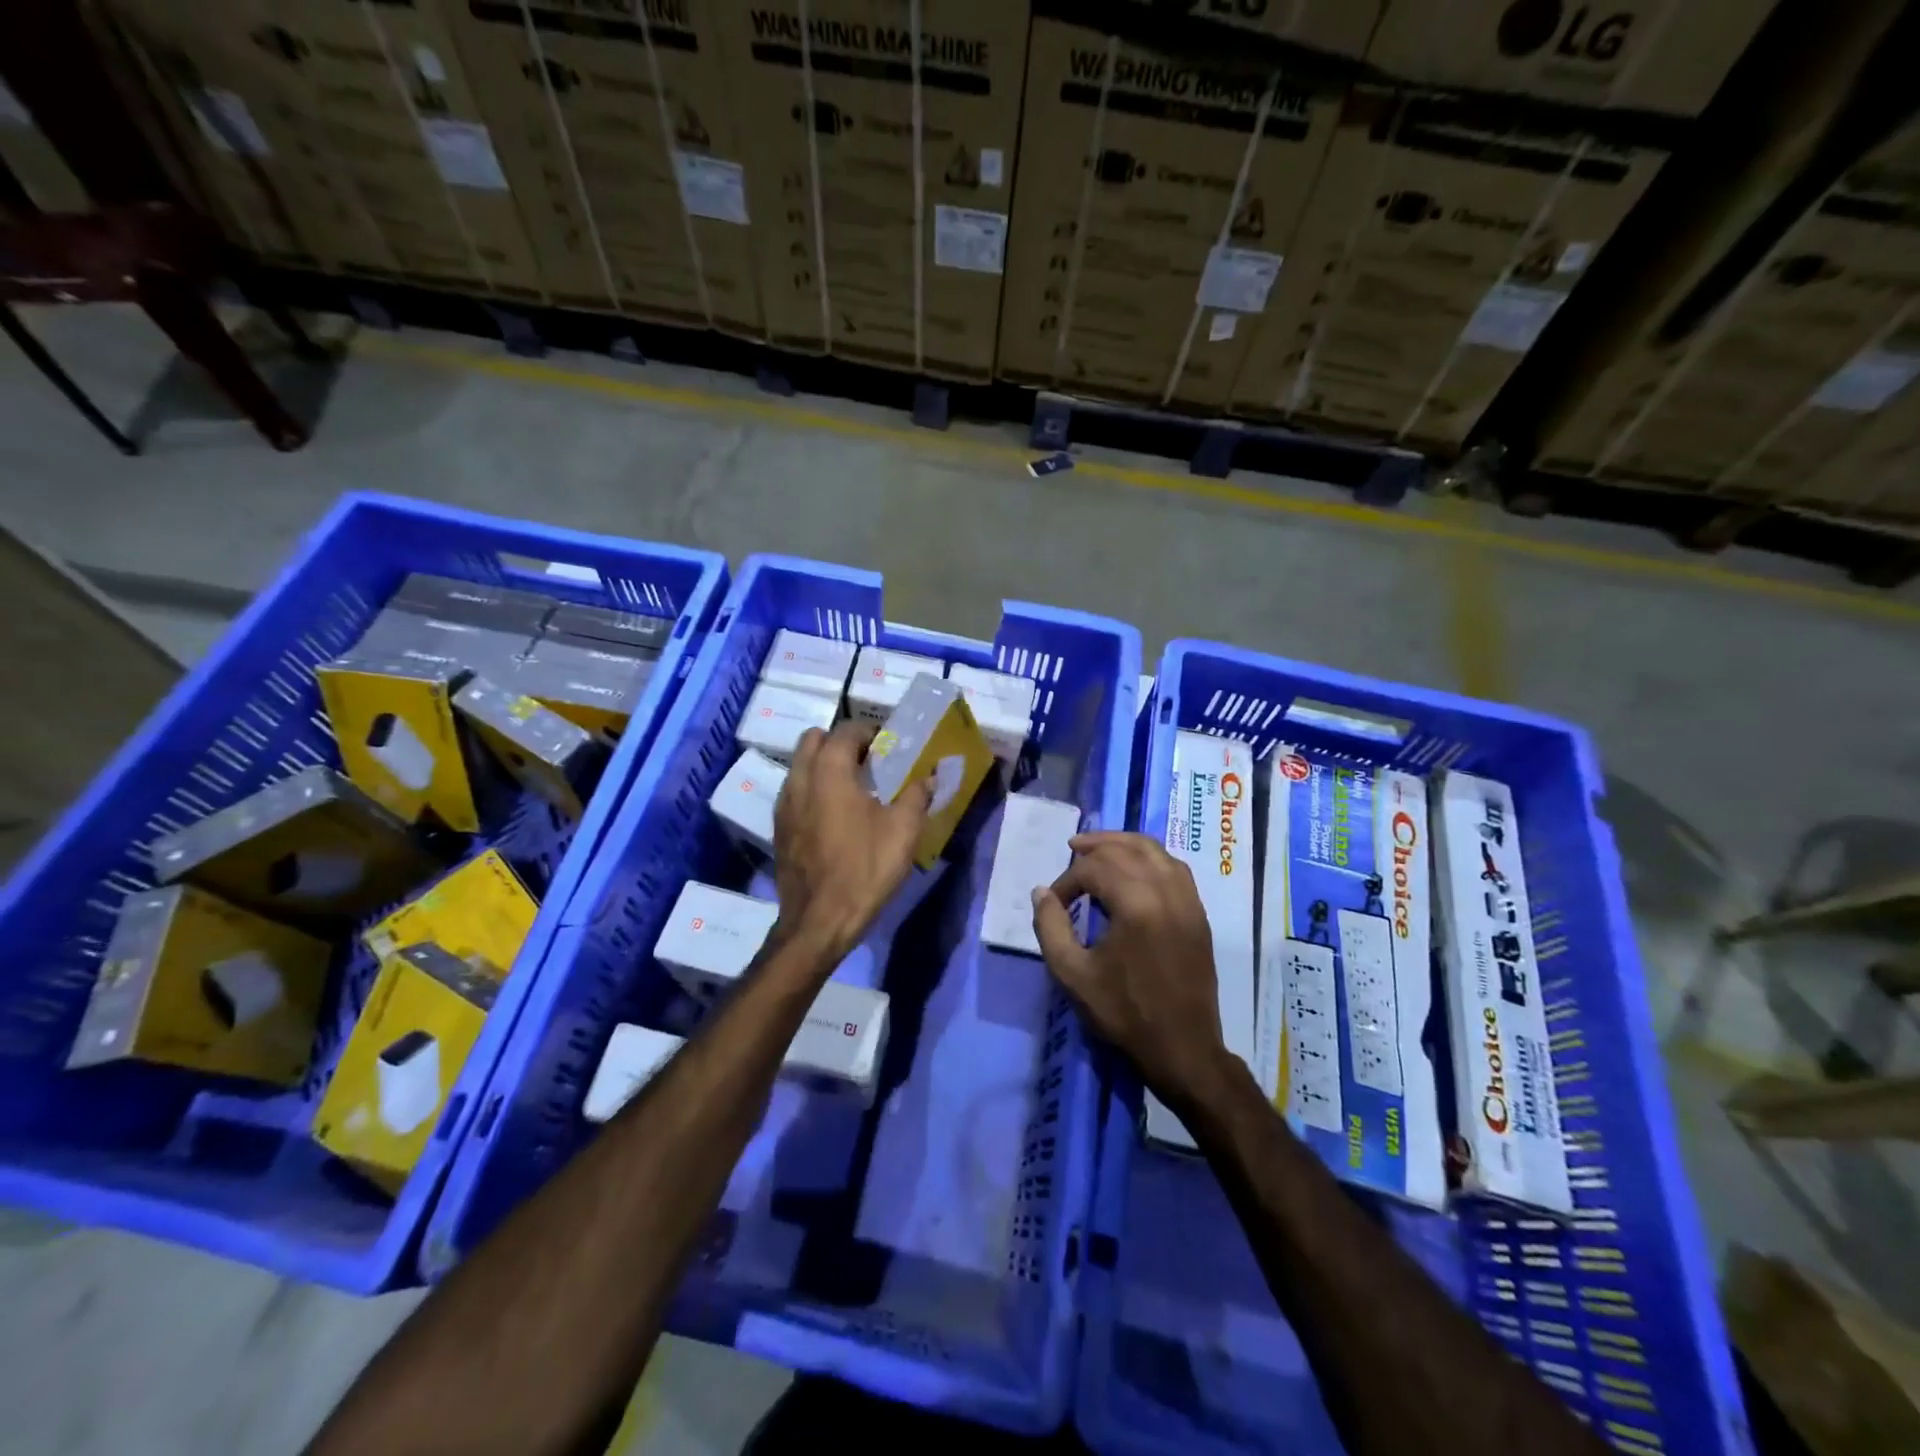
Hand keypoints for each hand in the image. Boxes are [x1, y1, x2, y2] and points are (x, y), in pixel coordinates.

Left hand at [773, 721, 932, 962]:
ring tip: (853, 788)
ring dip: (823, 764)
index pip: (845, 731)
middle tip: (868, 761)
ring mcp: (784, 805)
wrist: (819, 921)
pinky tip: (835, 815)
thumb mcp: (903, 831)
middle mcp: (800, 780)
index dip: (869, 732)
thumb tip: (930, 776)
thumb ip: (917, 795)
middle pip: (813, 740)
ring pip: (800, 765)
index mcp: (829, 771)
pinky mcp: (779, 828)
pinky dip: (813, 789)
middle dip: (839, 742)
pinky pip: (795, 792)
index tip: (889, 745)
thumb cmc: (864, 869)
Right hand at [1031, 831, 1231, 1111]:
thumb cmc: (1124, 1013)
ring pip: (1155, 851)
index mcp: (1136, 905)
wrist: (1183, 1049)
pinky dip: (1151, 857)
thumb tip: (1042, 892)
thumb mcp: (1073, 974)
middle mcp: (1166, 892)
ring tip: (1100, 848)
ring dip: (1124, 844)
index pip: (1094, 869)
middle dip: (1095, 848)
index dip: (1068, 880)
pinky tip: (1134, 867)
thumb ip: (1050, 927)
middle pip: (1126, 850)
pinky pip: (1174, 867)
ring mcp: (1188, 900)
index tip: (1055, 903)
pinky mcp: (1198, 913)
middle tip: (1071, 850)